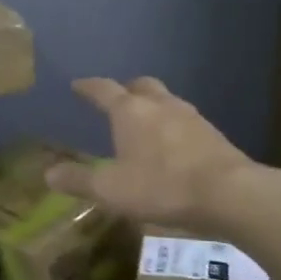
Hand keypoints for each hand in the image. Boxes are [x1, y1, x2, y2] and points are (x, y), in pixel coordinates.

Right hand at [45, 76, 268, 234]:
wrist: (231, 194)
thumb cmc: (162, 186)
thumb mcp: (111, 189)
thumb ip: (79, 180)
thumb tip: (49, 173)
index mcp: (130, 112)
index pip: (103, 90)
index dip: (88, 87)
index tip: (77, 85)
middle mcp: (160, 106)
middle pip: (141, 86)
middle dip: (126, 89)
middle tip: (116, 100)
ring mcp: (191, 118)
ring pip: (167, 101)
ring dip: (153, 107)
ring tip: (145, 123)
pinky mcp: (214, 136)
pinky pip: (186, 122)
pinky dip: (173, 126)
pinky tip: (174, 145)